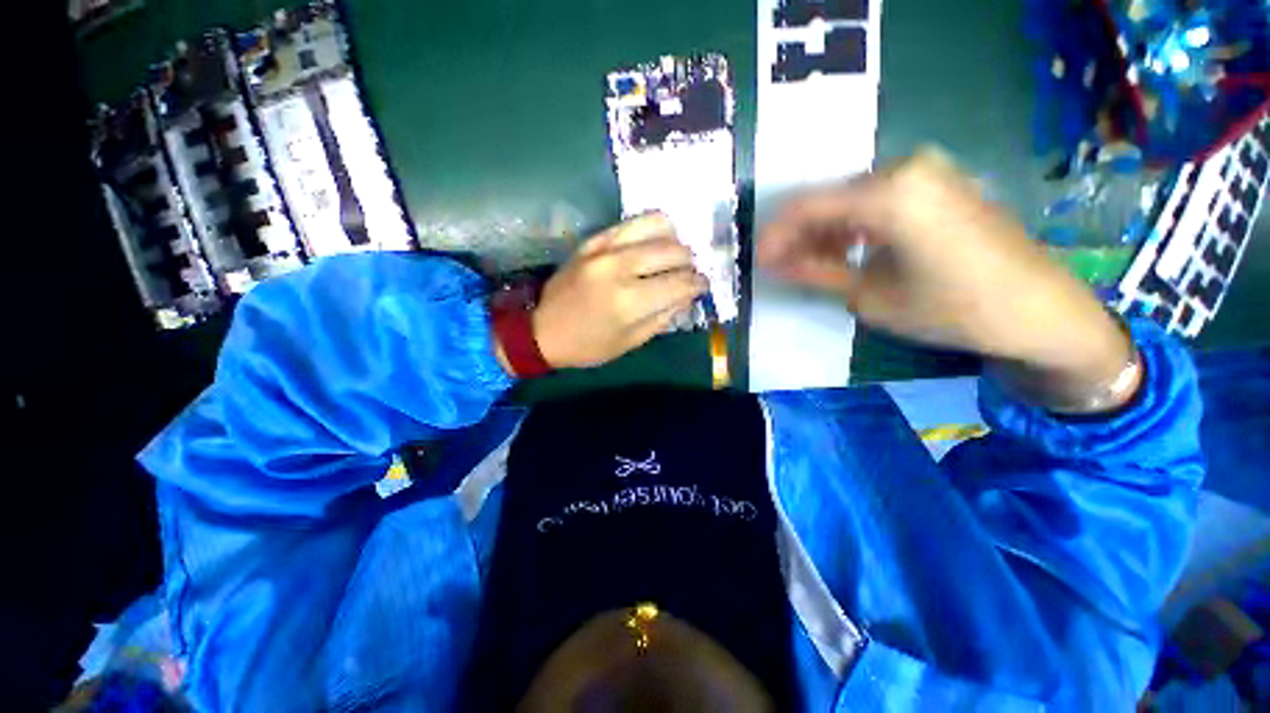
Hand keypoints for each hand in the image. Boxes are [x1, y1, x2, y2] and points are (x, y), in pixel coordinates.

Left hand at [528, 213, 708, 368]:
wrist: (543, 330)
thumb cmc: (589, 345)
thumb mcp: (631, 341)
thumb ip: (664, 316)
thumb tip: (689, 294)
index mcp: (630, 302)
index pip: (680, 283)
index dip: (698, 284)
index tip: (703, 285)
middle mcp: (619, 268)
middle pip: (673, 250)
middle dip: (690, 262)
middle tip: (690, 272)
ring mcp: (604, 248)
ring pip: (656, 225)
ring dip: (674, 239)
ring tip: (674, 254)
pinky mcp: (593, 240)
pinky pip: (631, 222)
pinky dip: (651, 229)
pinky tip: (653, 242)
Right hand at [758, 149, 1134, 403]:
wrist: (1040, 311)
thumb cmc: (952, 308)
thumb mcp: (870, 296)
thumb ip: (815, 272)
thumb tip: (774, 264)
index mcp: (889, 192)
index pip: (807, 206)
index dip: (776, 236)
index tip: (759, 262)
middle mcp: (905, 167)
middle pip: (829, 198)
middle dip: (799, 235)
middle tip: (781, 267)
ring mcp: (926, 171)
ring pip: (850, 199)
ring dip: (824, 232)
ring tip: (810, 266)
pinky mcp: (939, 183)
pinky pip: (878, 199)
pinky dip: (854, 226)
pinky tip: (845, 252)